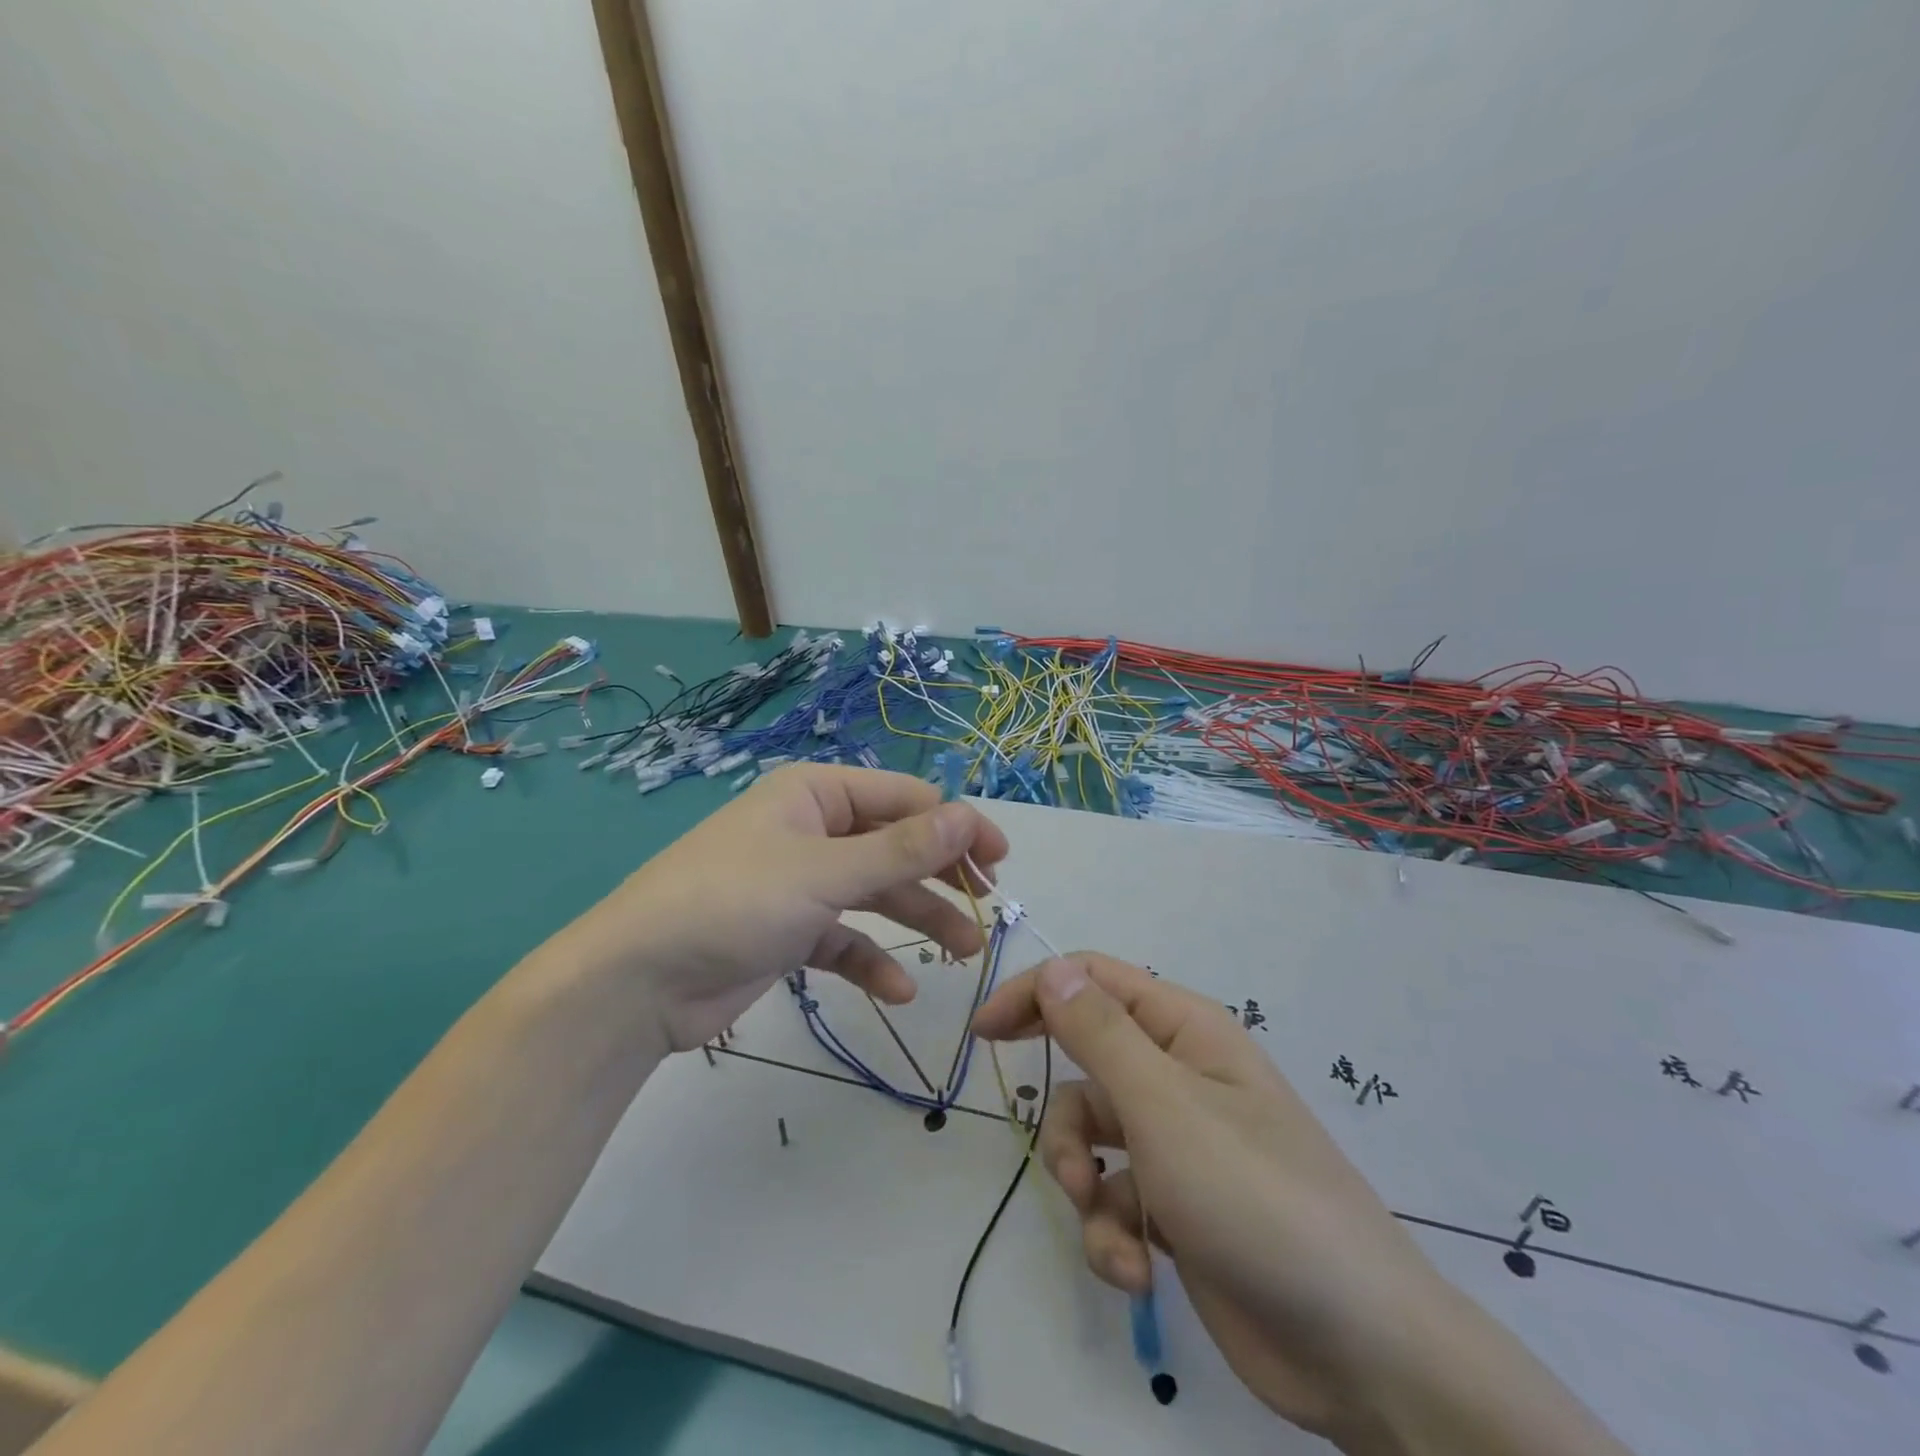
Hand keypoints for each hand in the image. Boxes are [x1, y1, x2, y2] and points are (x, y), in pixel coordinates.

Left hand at [552, 765, 1007, 1054]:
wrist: (636, 983)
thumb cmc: (733, 903)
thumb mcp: (825, 873)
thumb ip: (901, 849)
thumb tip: (969, 817)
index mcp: (816, 795)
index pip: (904, 799)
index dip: (955, 825)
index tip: (998, 862)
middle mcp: (811, 830)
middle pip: (894, 845)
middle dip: (941, 874)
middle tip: (988, 905)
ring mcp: (799, 883)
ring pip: (876, 894)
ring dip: (918, 920)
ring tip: (965, 952)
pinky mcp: (788, 932)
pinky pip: (844, 939)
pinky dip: (871, 961)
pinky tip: (898, 989)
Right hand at [972, 954, 1628, 1455]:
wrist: (1358, 1347)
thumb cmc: (1254, 1197)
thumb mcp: (1163, 1106)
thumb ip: (1100, 1033)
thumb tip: (1054, 968)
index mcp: (1184, 1030)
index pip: (1094, 981)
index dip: (1035, 994)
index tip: (984, 1032)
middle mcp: (1180, 1075)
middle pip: (1088, 1059)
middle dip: (1061, 1105)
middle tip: (1022, 1114)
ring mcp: (1180, 1143)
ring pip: (1094, 1136)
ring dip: (1083, 1181)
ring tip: (1104, 1221)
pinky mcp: (1178, 1206)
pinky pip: (1117, 1198)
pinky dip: (1112, 1233)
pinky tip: (1135, 1271)